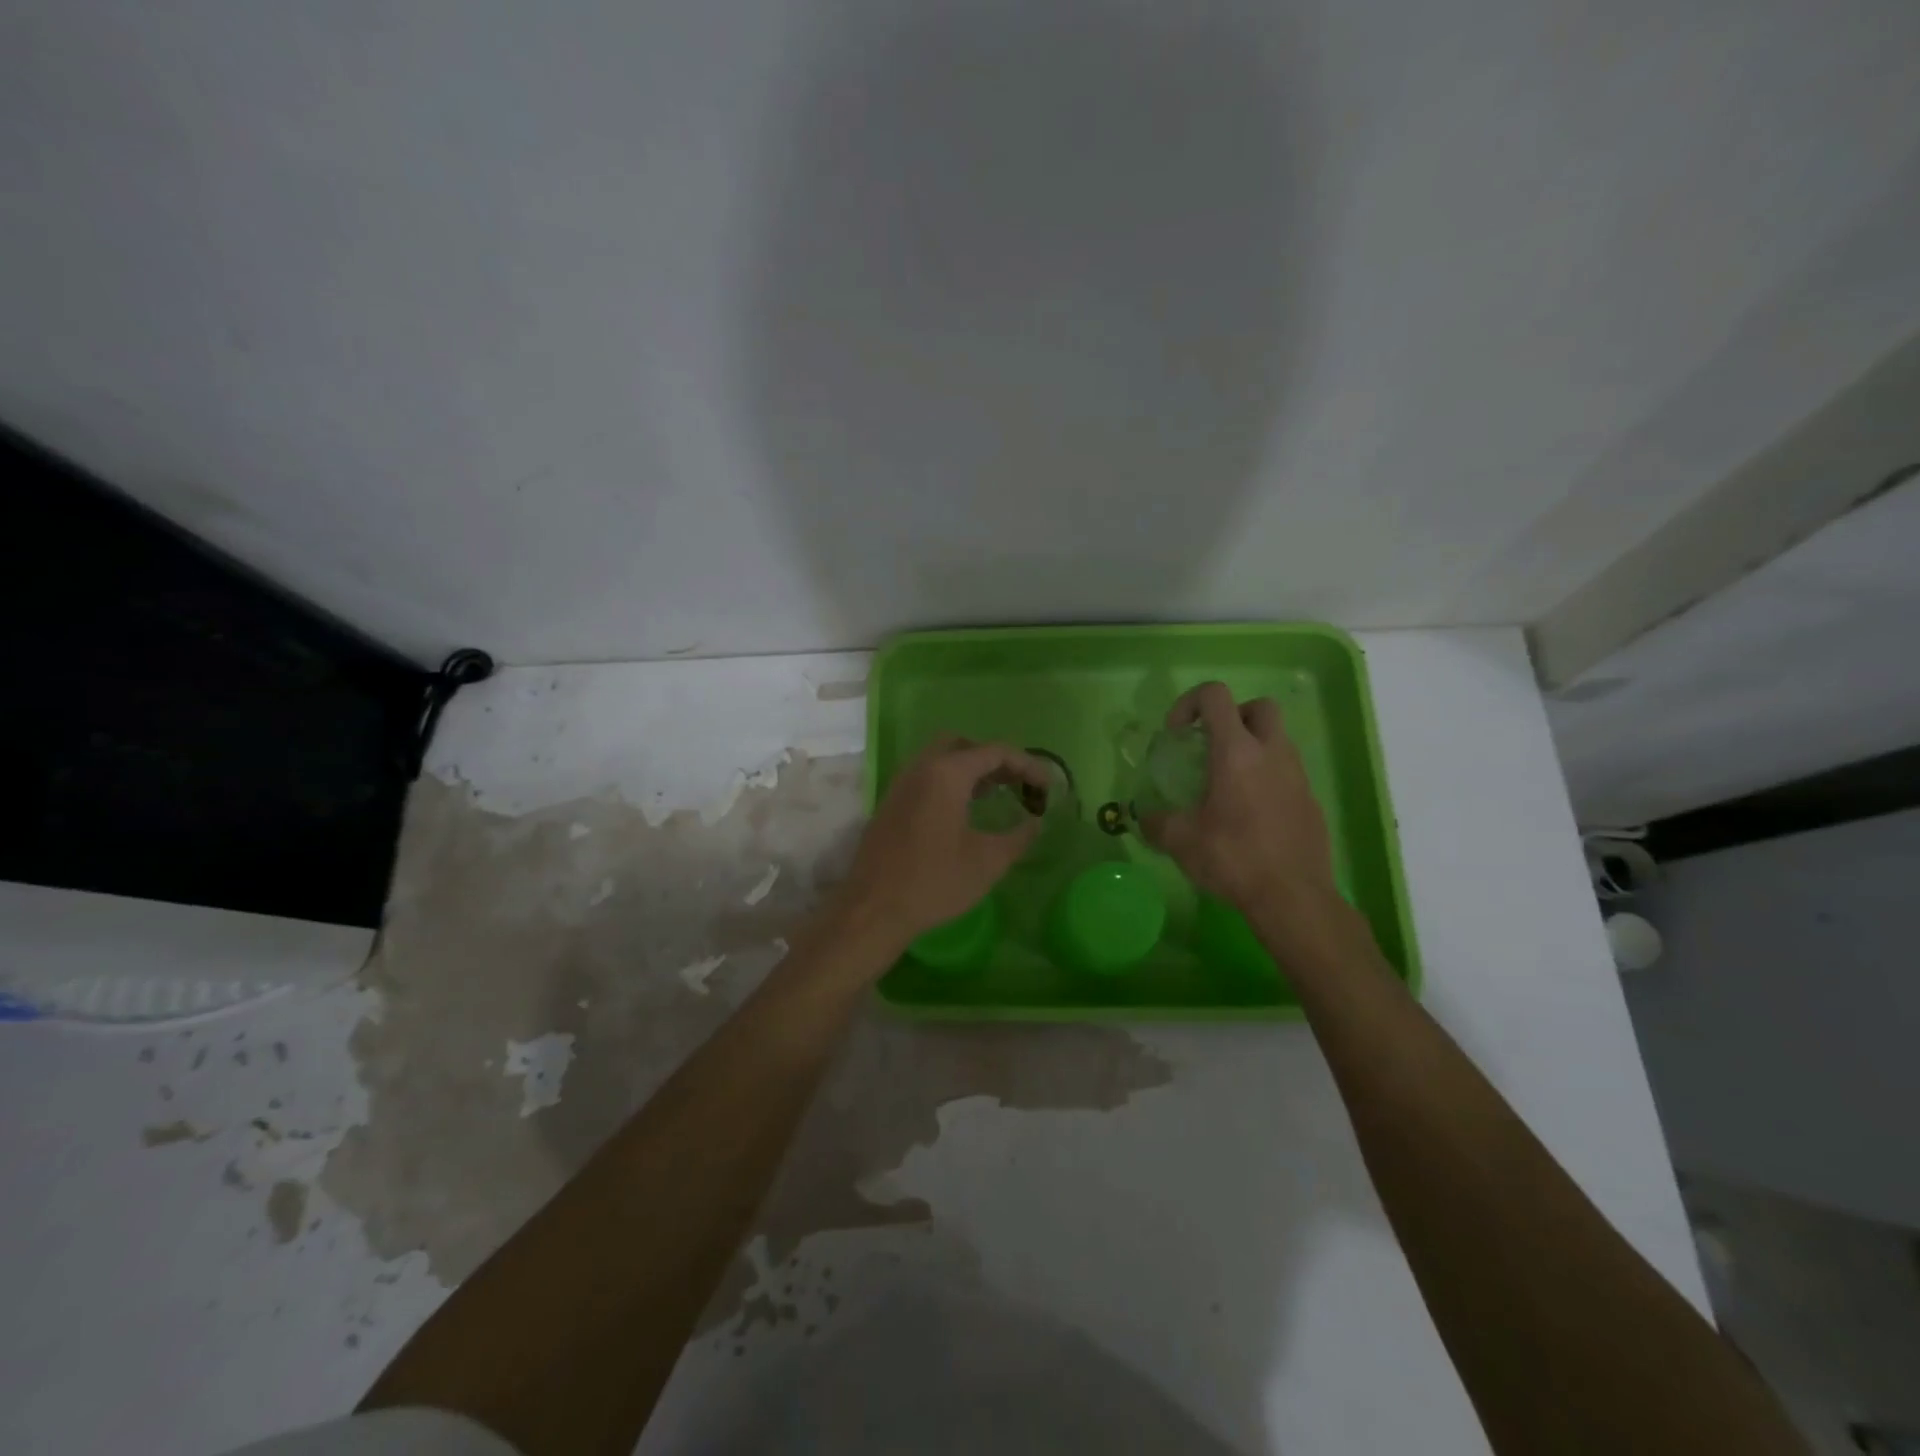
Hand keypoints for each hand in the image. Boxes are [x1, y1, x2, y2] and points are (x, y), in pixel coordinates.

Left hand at [834, 735, 1048, 953]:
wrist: (873, 909)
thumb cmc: (934, 882)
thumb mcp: (988, 861)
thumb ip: (1019, 836)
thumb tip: (1036, 821)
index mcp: (946, 774)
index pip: (994, 752)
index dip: (1026, 765)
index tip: (1046, 788)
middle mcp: (920, 768)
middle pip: (963, 745)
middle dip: (993, 759)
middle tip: (1016, 783)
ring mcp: (900, 785)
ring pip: (940, 759)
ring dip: (970, 770)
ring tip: (995, 795)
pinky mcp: (890, 804)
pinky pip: (925, 777)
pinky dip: (949, 782)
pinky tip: (963, 812)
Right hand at [1141, 682, 1340, 921]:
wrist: (1293, 897)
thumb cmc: (1233, 858)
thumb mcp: (1181, 841)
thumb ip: (1157, 822)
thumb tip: (1145, 818)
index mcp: (1236, 751)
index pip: (1215, 695)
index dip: (1189, 703)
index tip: (1177, 734)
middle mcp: (1272, 753)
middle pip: (1259, 707)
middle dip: (1233, 716)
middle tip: (1211, 746)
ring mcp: (1298, 775)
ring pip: (1277, 739)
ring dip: (1252, 748)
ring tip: (1228, 784)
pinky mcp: (1311, 801)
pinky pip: (1287, 773)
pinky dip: (1267, 778)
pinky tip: (1251, 814)